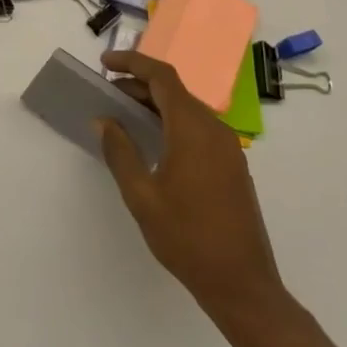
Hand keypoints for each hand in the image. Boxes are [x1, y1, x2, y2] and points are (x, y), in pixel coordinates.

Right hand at [97, 49, 296, 345]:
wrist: (242, 283)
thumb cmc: (186, 237)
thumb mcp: (141, 195)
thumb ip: (120, 152)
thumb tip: (105, 121)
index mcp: (192, 129)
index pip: (162, 77)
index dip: (132, 63)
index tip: (104, 64)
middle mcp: (214, 129)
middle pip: (174, 91)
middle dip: (138, 85)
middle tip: (106, 94)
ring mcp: (227, 147)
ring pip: (186, 109)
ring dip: (155, 104)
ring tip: (123, 116)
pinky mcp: (231, 165)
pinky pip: (197, 127)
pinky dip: (171, 122)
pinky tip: (152, 141)